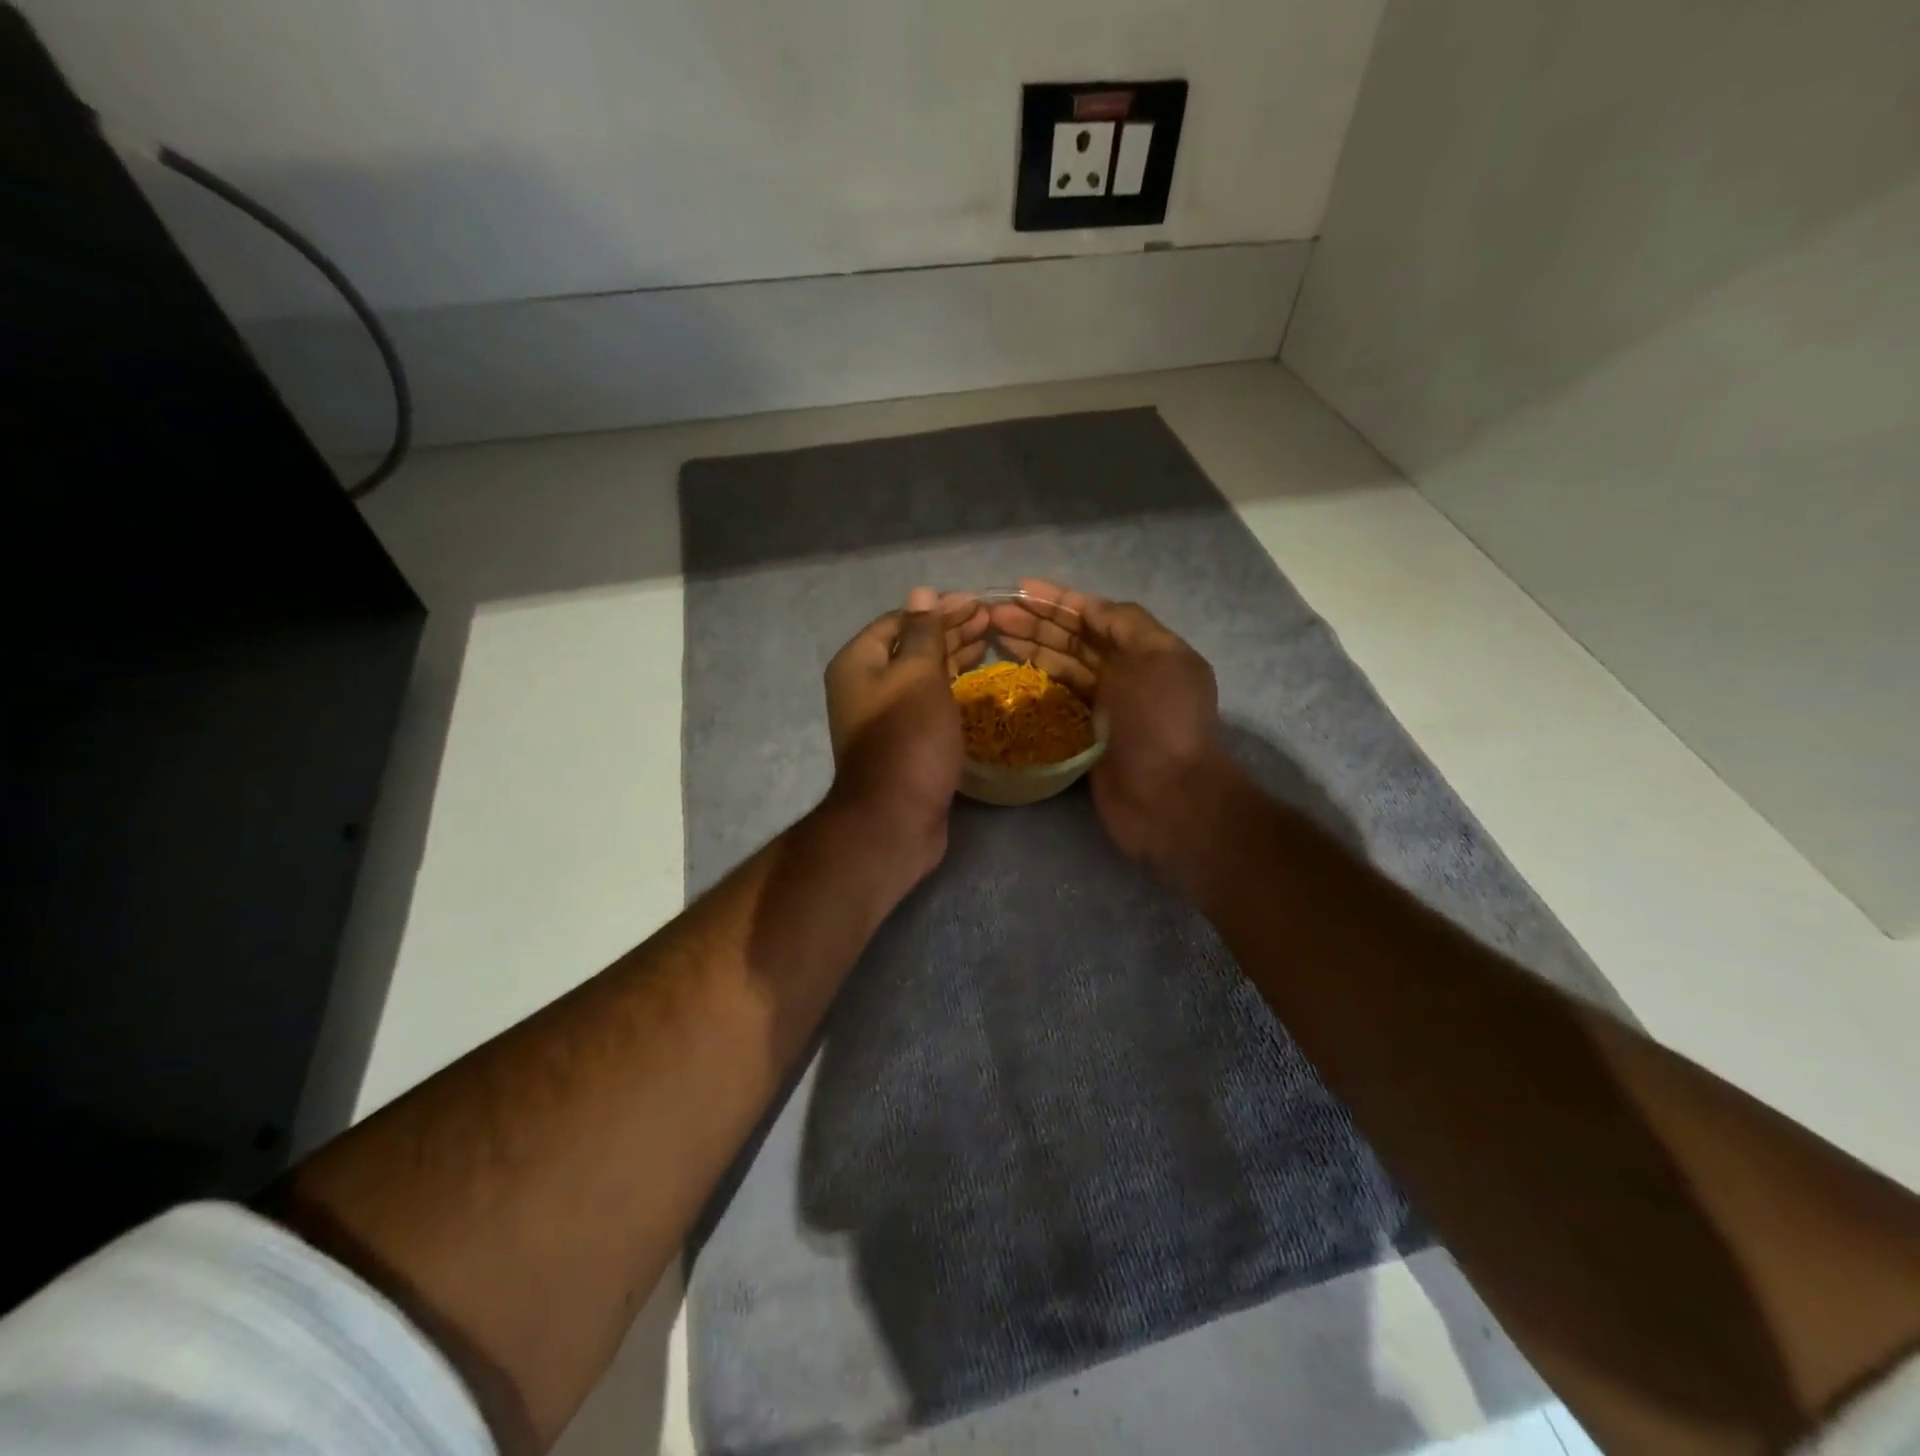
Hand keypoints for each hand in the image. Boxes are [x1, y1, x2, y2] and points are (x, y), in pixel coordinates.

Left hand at [822, 586, 987, 878]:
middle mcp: (864, 685)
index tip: (978, 602)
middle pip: (910, 645)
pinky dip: (951, 686)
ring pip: (921, 674)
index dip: (939, 609)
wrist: (894, 818)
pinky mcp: (903, 740)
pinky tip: (975, 680)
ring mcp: (883, 716)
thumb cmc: (907, 738)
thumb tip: (922, 593)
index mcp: (858, 662)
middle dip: (950, 630)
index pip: (900, 620)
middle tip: (990, 619)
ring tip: (990, 640)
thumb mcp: (918, 676)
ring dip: (953, 655)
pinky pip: (927, 701)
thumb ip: (923, 634)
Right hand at [989, 579, 1239, 883]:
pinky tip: (1009, 674)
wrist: (1169, 800)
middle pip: (1075, 638)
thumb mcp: (1156, 658)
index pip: (1096, 615)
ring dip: (1031, 647)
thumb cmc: (1161, 723)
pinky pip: (1057, 700)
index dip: (1058, 600)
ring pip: (1062, 666)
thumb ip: (1125, 624)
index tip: (1020, 590)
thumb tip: (1091, 607)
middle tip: (993, 614)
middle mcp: (1125, 673)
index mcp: (1144, 650)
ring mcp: (1105, 706)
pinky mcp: (1086, 736)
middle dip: (1037, 621)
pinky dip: (1036, 684)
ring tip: (993, 634)